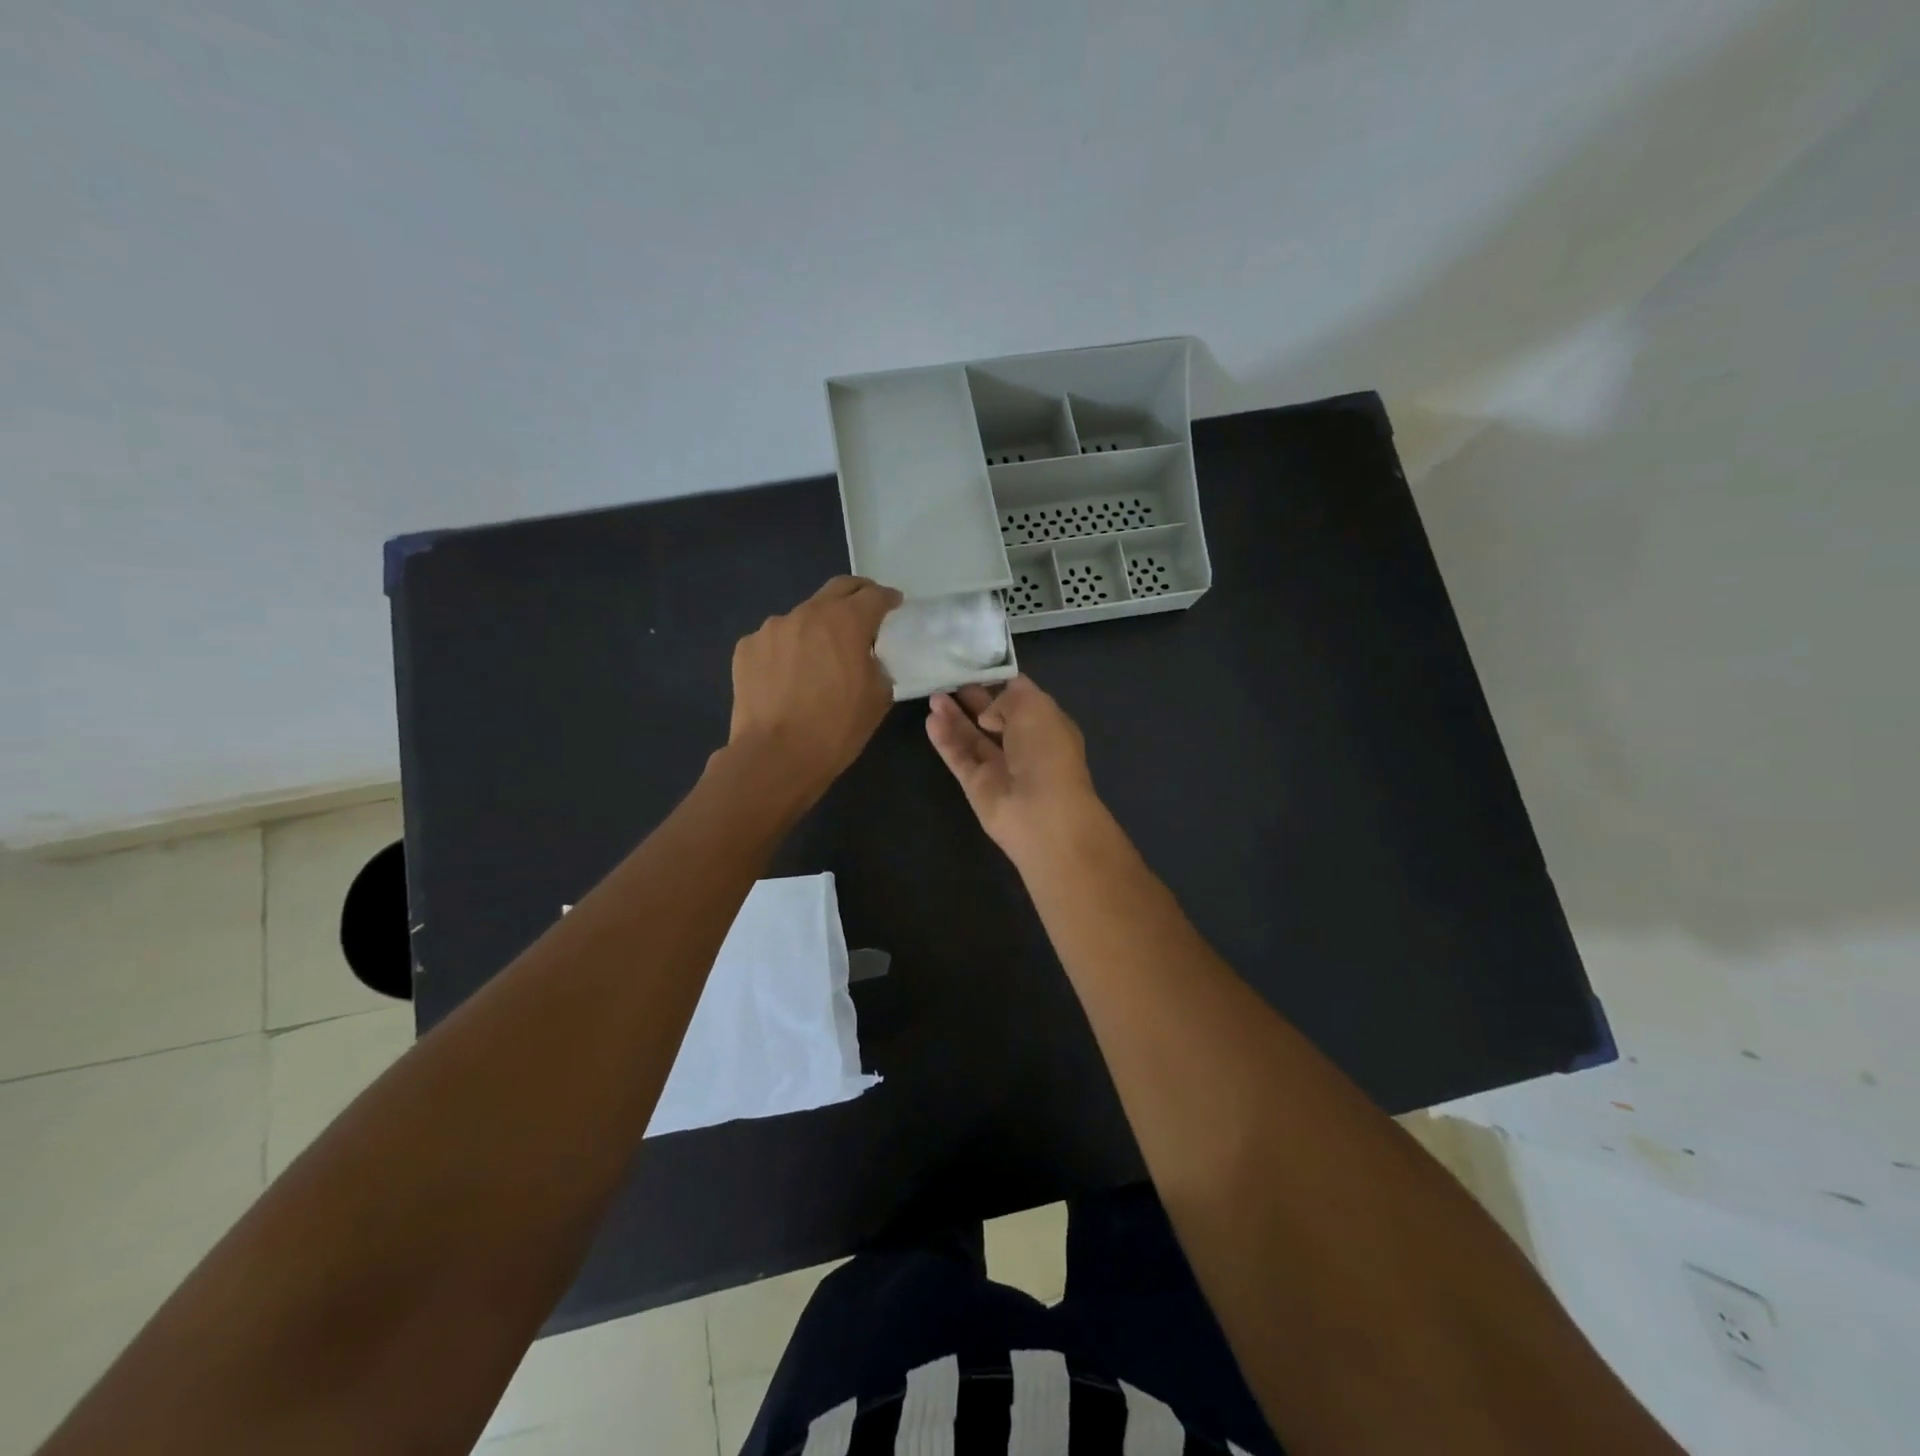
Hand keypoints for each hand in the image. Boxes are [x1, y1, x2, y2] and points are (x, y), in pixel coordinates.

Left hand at [727, 576, 901, 798]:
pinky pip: (775, 640)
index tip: (894, 605)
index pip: (874, 596)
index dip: (888, 599)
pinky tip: (789, 676)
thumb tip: (867, 658)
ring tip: (819, 655)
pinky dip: (787, 649)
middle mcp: (807, 613)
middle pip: (837, 589)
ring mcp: (772, 629)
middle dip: (856, 595)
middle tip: (865, 610)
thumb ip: (877, 665)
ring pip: (803, 617)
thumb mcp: (877, 698)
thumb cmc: (836, 729)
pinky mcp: (746, 648)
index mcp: (846, 622)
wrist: (775, 756)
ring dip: (817, 627)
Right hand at [925, 676, 1105, 864]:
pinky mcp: (977, 785)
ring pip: (972, 737)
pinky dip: (946, 739)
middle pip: (993, 717)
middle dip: (973, 698)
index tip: (976, 666)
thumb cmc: (1046, 752)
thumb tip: (988, 714)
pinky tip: (931, 720)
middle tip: (948, 679)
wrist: (1041, 812)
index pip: (1021, 698)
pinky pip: (959, 757)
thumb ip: (1008, 697)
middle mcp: (1024, 745)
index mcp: (1047, 725)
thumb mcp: (1034, 707)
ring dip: (954, 716)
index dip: (999, 682)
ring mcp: (999, 767)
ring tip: (934, 696)